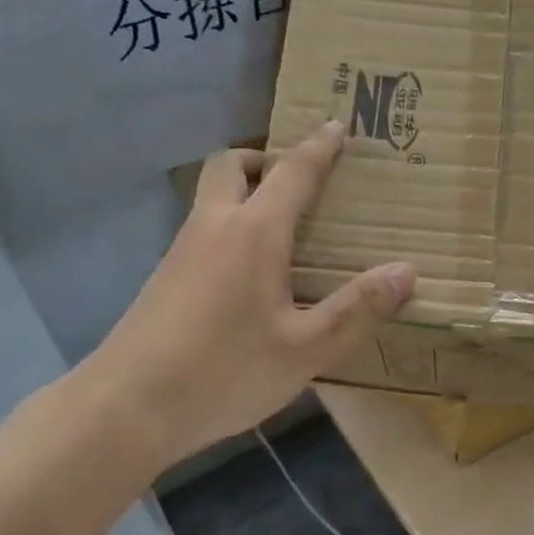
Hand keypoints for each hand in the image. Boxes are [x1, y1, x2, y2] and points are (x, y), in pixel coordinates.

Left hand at [72, 122, 415, 479]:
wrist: (127, 407)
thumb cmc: (225, 372)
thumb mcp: (305, 349)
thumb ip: (357, 309)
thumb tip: (406, 272)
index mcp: (253, 233)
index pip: (292, 172)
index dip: (318, 147)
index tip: (337, 127)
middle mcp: (214, 227)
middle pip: (232, 165)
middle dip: (265, 159)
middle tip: (298, 181)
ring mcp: (182, 250)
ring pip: (212, 196)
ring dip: (245, 192)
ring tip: (283, 227)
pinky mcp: (165, 278)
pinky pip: (204, 229)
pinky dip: (230, 226)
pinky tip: (249, 274)